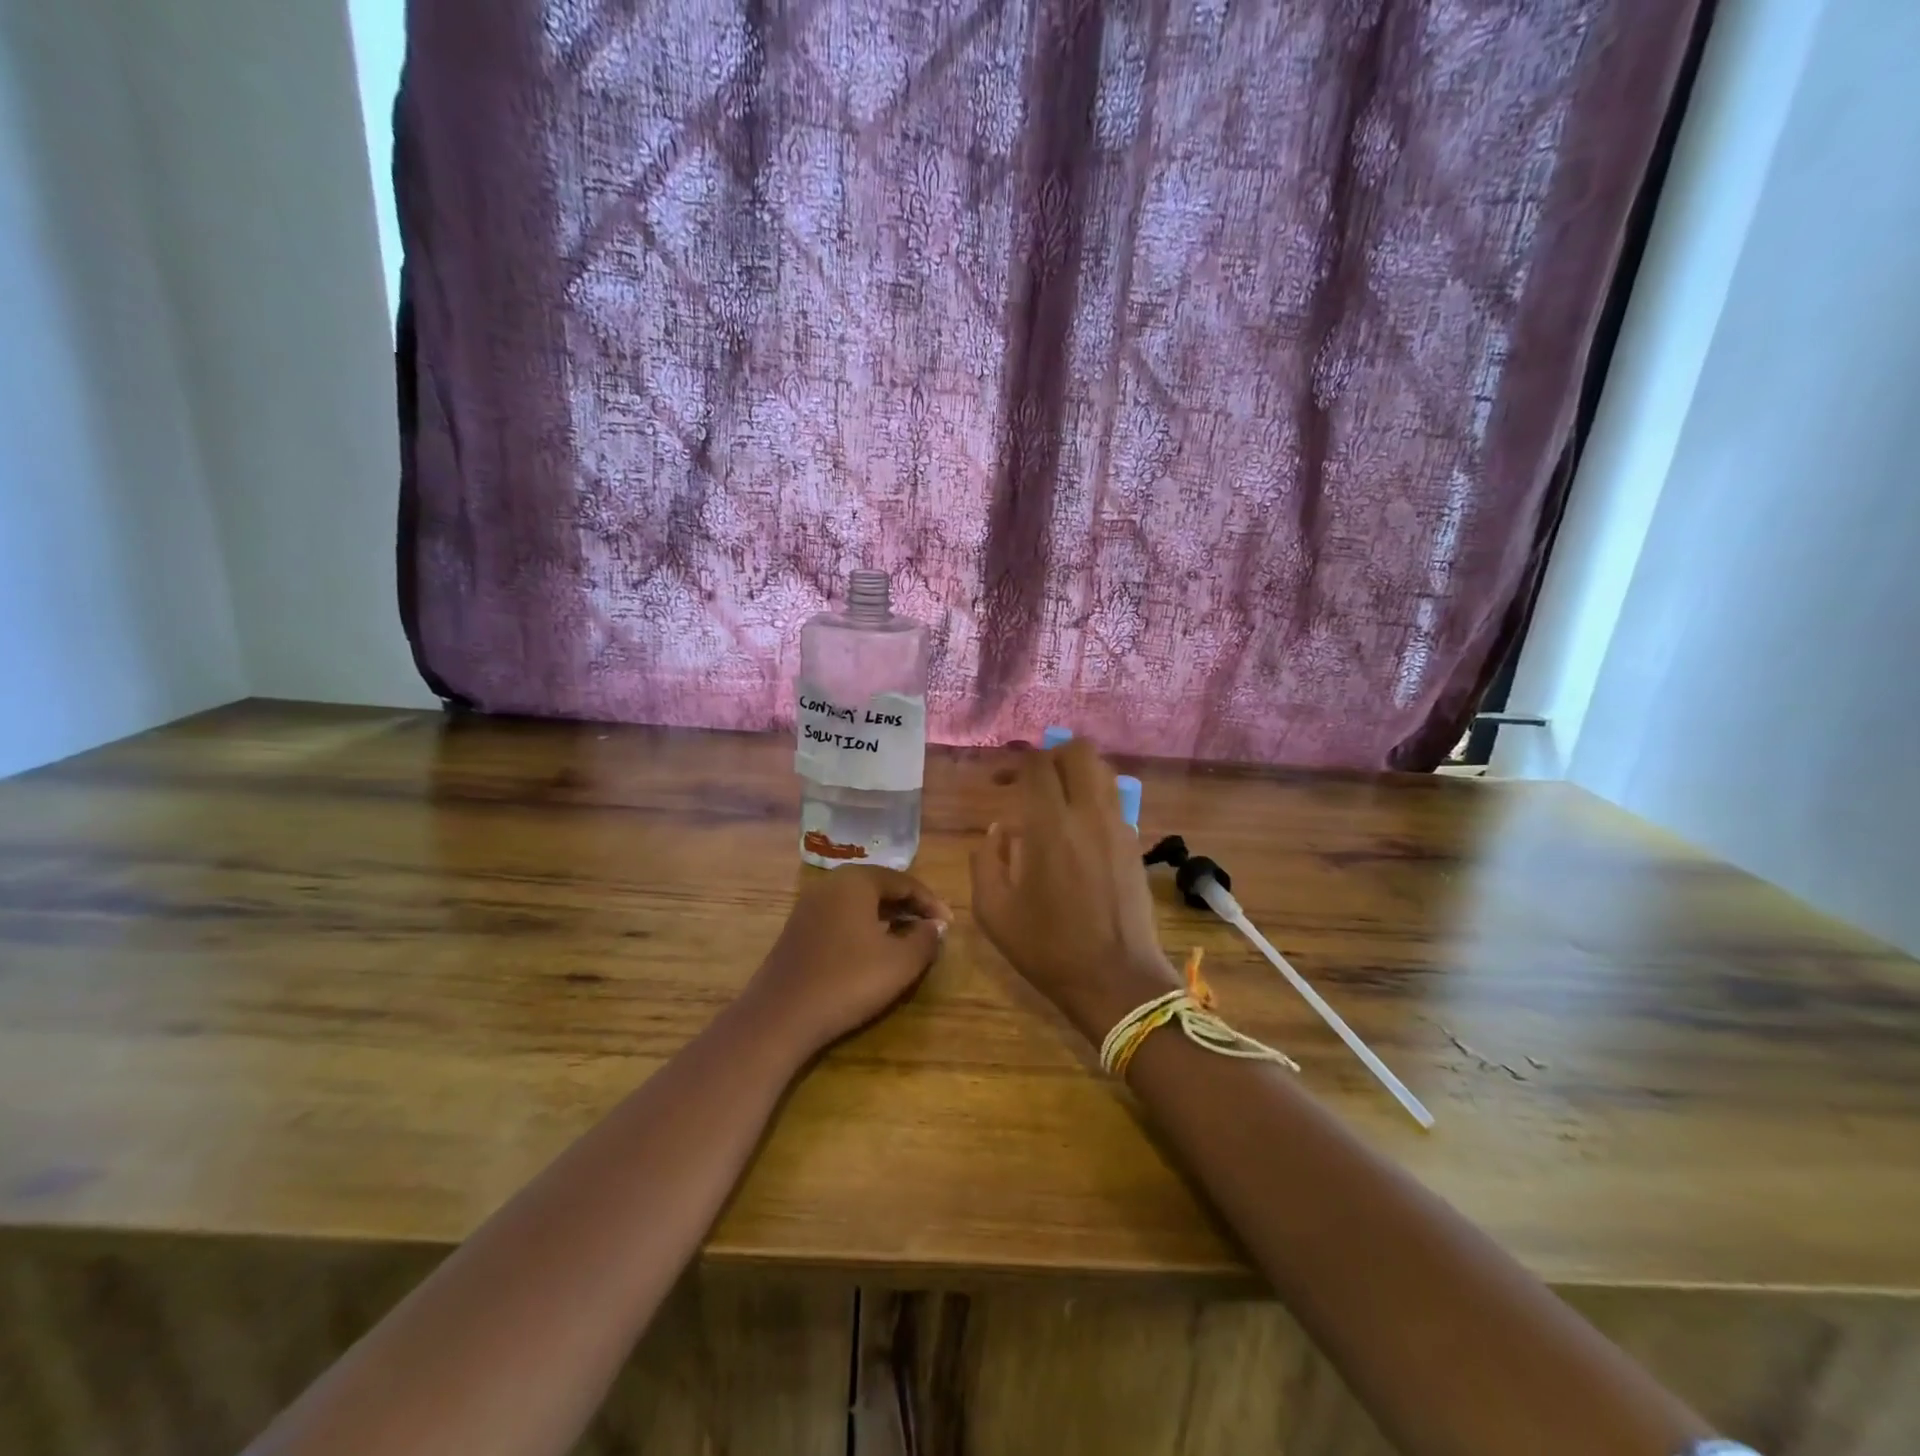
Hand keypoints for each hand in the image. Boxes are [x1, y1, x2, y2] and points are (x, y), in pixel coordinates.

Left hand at [745, 866, 950, 1056]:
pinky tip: (874, 952)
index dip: (931, 903)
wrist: (780, 1016)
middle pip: (880, 887)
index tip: (949, 925)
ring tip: (908, 941)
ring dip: (887, 918)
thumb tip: (935, 926)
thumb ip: (925, 939)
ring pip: (860, 903)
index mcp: (857, 881)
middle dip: (909, 907)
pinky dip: (864, 928)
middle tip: (932, 930)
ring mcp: (810, 906)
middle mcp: (831, 884)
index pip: (905, 881)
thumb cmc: (848, 981)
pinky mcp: (798, 930)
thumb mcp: (900, 963)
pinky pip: (841, 918)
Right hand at [970, 739, 1179, 1043]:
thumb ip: (986, 860)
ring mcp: (1119, 827)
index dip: (1015, 763)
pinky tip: (1076, 831)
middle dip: (1051, 755)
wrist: (1116, 980)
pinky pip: (1115, 801)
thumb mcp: (993, 911)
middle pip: (1080, 751)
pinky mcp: (1136, 844)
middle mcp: (1090, 814)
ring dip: (1077, 773)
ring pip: (1104, 771)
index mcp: (1051, 826)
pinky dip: (1093, 799)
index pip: (1038, 764)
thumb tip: (999, 830)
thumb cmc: (1048, 948)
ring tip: (1055, 800)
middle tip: (1032, 782)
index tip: (999, 783)